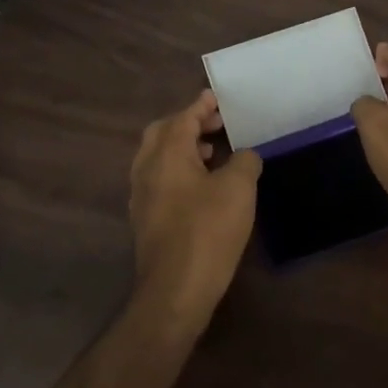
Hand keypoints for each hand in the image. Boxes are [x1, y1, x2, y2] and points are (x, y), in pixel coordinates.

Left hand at [128, 90, 262, 321]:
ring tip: (214, 153)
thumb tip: (245, 155)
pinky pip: (159, 179)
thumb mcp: (239, 189)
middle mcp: (146, 168)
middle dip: (188, 123)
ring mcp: (141, 195)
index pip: (183, 118)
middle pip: (162, 133)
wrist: (175, 289)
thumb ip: (245, 161)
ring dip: (183, 147)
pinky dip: (178, 169)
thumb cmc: (208, 230)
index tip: (216, 98)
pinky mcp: (145, 218)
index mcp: (167, 154)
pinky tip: (201, 186)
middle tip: (216, 125)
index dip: (201, 106)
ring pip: (158, 157)